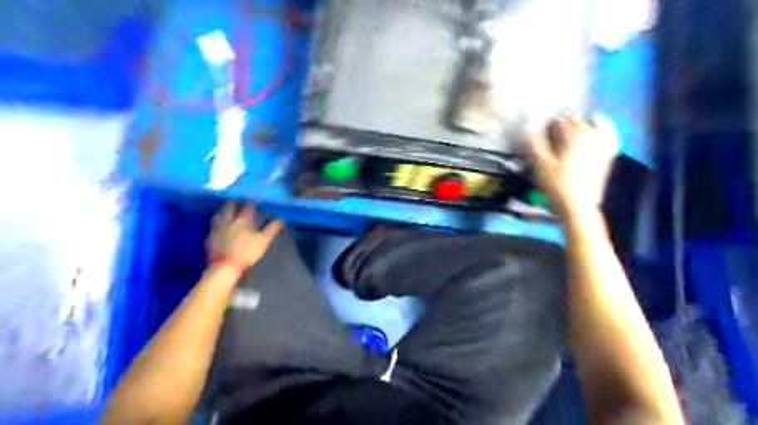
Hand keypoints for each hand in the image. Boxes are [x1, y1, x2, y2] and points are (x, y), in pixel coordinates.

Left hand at [206, 204, 283, 269]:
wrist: (225, 265)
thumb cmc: (247, 252)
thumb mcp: (263, 241)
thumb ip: (271, 229)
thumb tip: (280, 219)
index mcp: (243, 220)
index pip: (248, 206)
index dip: (252, 202)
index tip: (256, 199)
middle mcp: (229, 220)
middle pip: (230, 207)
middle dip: (235, 202)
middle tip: (239, 199)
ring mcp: (217, 227)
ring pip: (220, 214)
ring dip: (224, 210)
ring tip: (227, 209)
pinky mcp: (210, 236)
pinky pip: (213, 224)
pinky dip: (217, 221)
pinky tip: (219, 223)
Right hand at [526, 115, 617, 217]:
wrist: (578, 206)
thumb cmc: (556, 184)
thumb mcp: (541, 164)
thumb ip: (534, 143)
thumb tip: (528, 125)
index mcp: (574, 136)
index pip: (559, 121)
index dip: (547, 126)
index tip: (539, 135)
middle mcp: (591, 135)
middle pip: (574, 121)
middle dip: (562, 124)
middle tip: (550, 135)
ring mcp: (602, 144)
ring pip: (589, 126)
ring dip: (577, 125)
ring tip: (567, 132)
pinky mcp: (607, 154)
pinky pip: (608, 133)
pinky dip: (602, 125)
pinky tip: (597, 122)